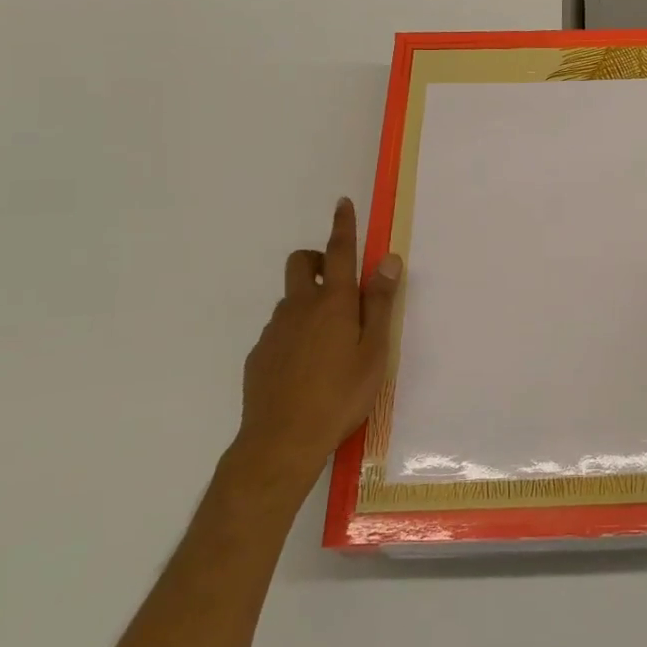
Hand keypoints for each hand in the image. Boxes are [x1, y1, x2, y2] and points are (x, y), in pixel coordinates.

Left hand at [233, 198, 400, 488]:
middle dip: (317, 259)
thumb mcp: (374, 351)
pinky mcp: (259, 355)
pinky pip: (280, 330)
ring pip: (291, 299)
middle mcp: (300, 307)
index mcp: (333, 303)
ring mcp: (275, 330)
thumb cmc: (340, 395)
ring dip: (309, 302)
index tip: (342, 203)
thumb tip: (388, 260)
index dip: (343, 226)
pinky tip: (306, 369)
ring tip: (330, 342)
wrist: (281, 442)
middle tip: (338, 284)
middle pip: (302, 263)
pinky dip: (294, 333)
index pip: (340, 252)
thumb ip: (380, 304)